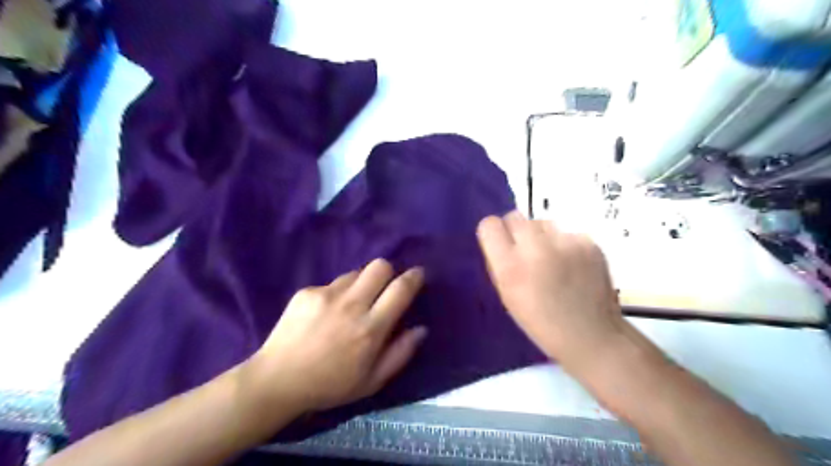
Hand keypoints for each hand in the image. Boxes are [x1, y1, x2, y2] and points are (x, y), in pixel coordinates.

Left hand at [239, 259, 422, 414]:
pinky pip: (332, 283)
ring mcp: (326, 295)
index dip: (414, 277)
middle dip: (389, 272)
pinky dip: (337, 294)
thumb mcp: (372, 381)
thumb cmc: (330, 385)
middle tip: (385, 288)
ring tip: (352, 304)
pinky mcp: (306, 292)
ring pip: (356, 272)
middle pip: (380, 266)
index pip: (400, 289)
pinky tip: (326, 313)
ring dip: (362, 283)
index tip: (418, 274)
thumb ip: (401, 353)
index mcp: (370, 329)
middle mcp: (351, 305)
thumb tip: (421, 329)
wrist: (277, 380)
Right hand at [474, 211, 621, 367]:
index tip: (501, 244)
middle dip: (516, 231)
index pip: (489, 225)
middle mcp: (534, 249)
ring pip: (541, 222)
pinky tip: (573, 264)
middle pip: (514, 216)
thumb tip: (500, 239)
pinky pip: (566, 232)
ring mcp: (564, 243)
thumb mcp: (507, 294)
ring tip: (553, 259)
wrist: (590, 334)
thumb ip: (499, 263)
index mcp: (509, 267)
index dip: (494, 233)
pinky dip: (565, 244)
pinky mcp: (588, 242)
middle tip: (526, 251)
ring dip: (541, 236)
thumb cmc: (540, 321)